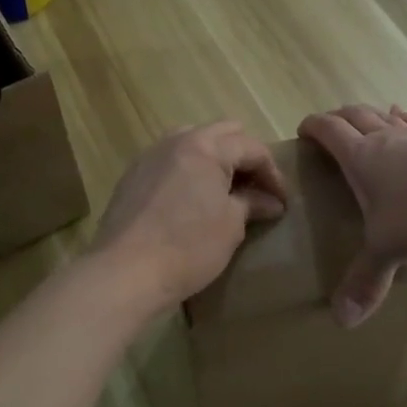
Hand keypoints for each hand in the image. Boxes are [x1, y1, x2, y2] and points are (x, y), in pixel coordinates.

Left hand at [91, 122, 287, 312]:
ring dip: (214, 159)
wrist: (125, 272)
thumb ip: (251, 203)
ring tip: (225, 190)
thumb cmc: (188, 247)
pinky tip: (192, 199)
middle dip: (244, 156)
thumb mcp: (230, 225)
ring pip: (191, 142)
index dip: (272, 173)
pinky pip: (169, 161)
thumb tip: (270, 202)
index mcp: (205, 146)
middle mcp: (175, 141)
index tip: (281, 201)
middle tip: (256, 188)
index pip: (251, 147)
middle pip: (221, 134)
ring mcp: (150, 156)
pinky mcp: (132, 176)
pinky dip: (188, 171)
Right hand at [297, 105, 406, 326]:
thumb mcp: (389, 249)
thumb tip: (341, 321)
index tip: (303, 130)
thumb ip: (366, 280)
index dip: (313, 127)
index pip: (330, 131)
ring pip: (389, 117)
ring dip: (374, 115)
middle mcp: (387, 139)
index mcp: (362, 158)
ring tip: (371, 117)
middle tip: (330, 124)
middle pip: (356, 116)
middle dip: (339, 117)